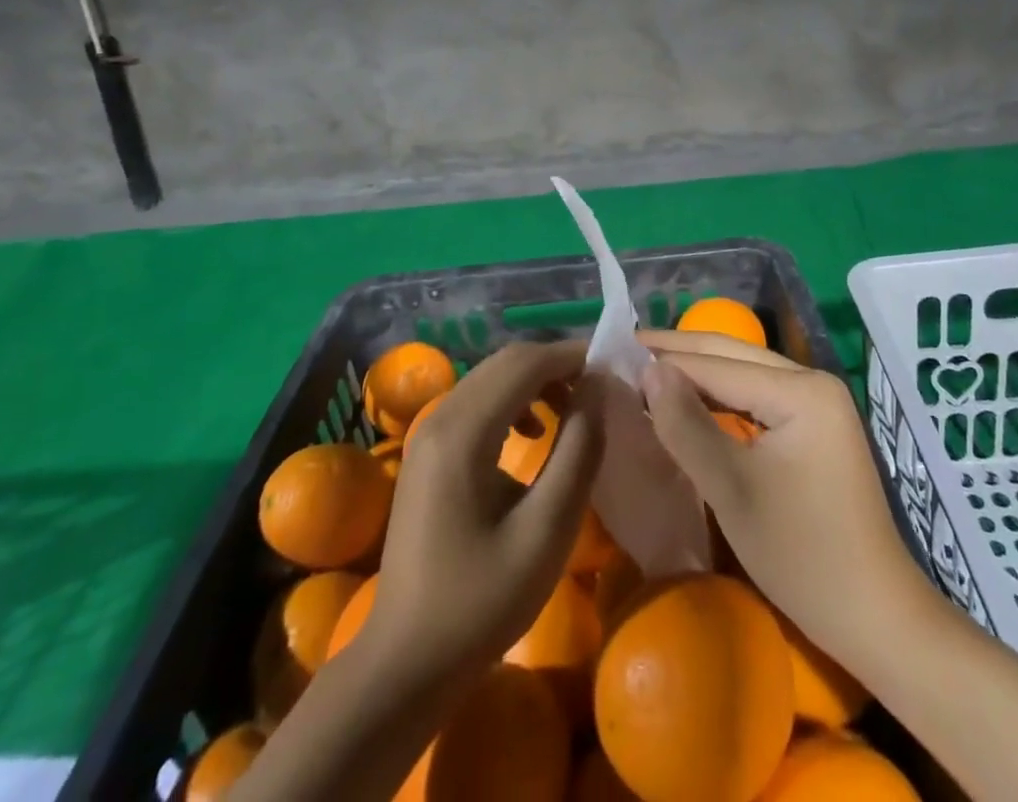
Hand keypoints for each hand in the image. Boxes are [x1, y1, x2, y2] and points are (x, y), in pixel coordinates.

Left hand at [360, 339, 605, 687]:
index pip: (524, 363)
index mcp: (463, 431)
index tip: (611, 370)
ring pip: (490, 379)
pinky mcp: (426, 452)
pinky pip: (475, 402)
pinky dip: (511, 402)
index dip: (570, 356)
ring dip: (534, 382)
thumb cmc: (482, 601)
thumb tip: (598, 390)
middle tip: (598, 390)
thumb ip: (578, 451)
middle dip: (555, 366)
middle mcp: (439, 416)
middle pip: (504, 363)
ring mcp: (427, 433)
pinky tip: (531, 435)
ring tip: (572, 412)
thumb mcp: (546, 530)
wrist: (406, 661)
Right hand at [638, 331, 918, 668]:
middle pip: (733, 355)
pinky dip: (720, 395)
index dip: (665, 360)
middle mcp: (812, 381)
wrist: (875, 617)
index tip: (615, 352)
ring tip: (646, 368)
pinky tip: (689, 398)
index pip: (717, 365)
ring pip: (744, 372)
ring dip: (697, 371)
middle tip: (624, 347)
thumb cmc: (801, 556)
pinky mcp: (816, 425)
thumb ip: (686, 425)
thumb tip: (647, 370)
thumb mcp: (732, 490)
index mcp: (800, 390)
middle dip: (679, 351)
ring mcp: (818, 402)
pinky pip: (758, 395)